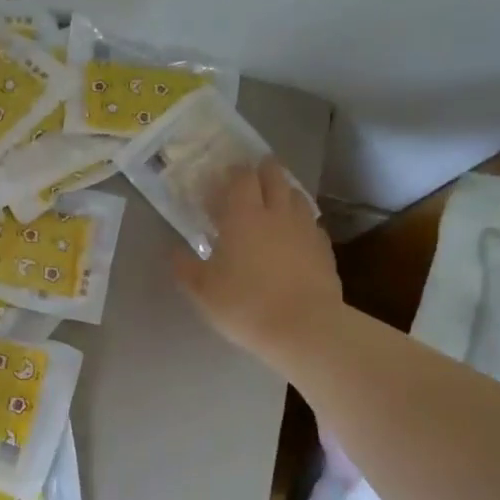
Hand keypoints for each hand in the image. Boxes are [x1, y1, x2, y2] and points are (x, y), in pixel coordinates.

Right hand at [174, 161, 341, 374]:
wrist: (304, 328)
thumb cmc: (245, 304)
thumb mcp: (202, 291)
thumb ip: (185, 267)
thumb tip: (174, 252)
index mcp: (243, 215)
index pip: (242, 177)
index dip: (233, 172)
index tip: (223, 179)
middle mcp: (277, 213)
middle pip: (274, 176)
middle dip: (262, 171)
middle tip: (250, 180)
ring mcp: (305, 228)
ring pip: (297, 195)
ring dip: (283, 192)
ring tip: (273, 204)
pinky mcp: (324, 248)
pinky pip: (311, 223)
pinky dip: (300, 221)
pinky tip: (294, 236)